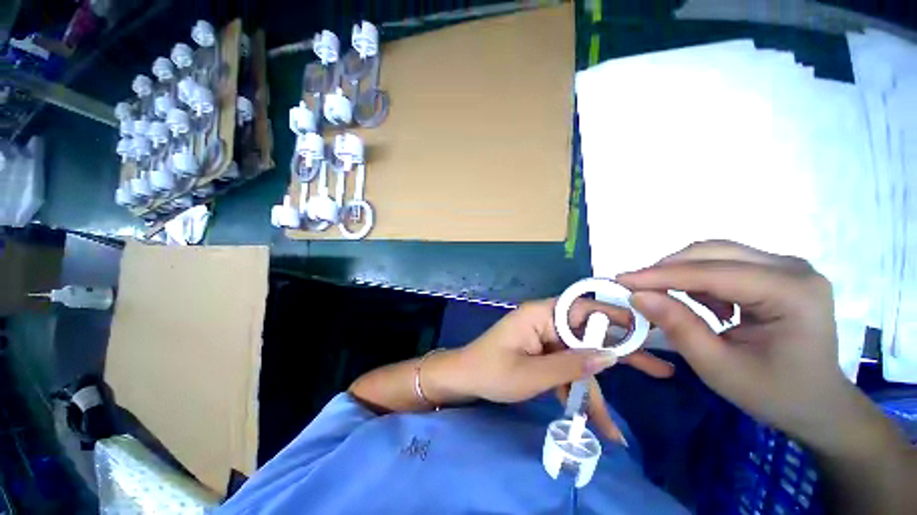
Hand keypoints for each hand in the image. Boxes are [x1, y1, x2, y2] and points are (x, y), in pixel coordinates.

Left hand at [445, 298, 673, 441]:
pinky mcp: (541, 353)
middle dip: (620, 355)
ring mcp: (544, 338)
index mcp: (540, 314)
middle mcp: (545, 321)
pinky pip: (565, 367)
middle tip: (660, 368)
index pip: (584, 308)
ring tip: (616, 423)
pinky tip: (592, 419)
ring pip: (579, 357)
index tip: (648, 330)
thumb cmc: (491, 372)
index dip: (615, 317)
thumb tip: (610, 357)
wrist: (464, 378)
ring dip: (597, 386)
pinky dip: (577, 390)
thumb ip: (571, 365)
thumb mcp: (532, 374)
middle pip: (588, 334)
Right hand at [616, 240, 852, 441]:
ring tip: (666, 298)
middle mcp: (793, 268)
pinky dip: (698, 278)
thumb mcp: (719, 368)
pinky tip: (701, 303)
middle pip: (714, 252)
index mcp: (792, 292)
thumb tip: (637, 295)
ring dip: (681, 272)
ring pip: (716, 253)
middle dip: (668, 269)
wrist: (818, 403)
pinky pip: (724, 263)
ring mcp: (787, 266)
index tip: (621, 280)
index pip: (713, 273)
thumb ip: (678, 327)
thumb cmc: (774, 393)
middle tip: (636, 287)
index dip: (661, 275)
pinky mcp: (776, 271)